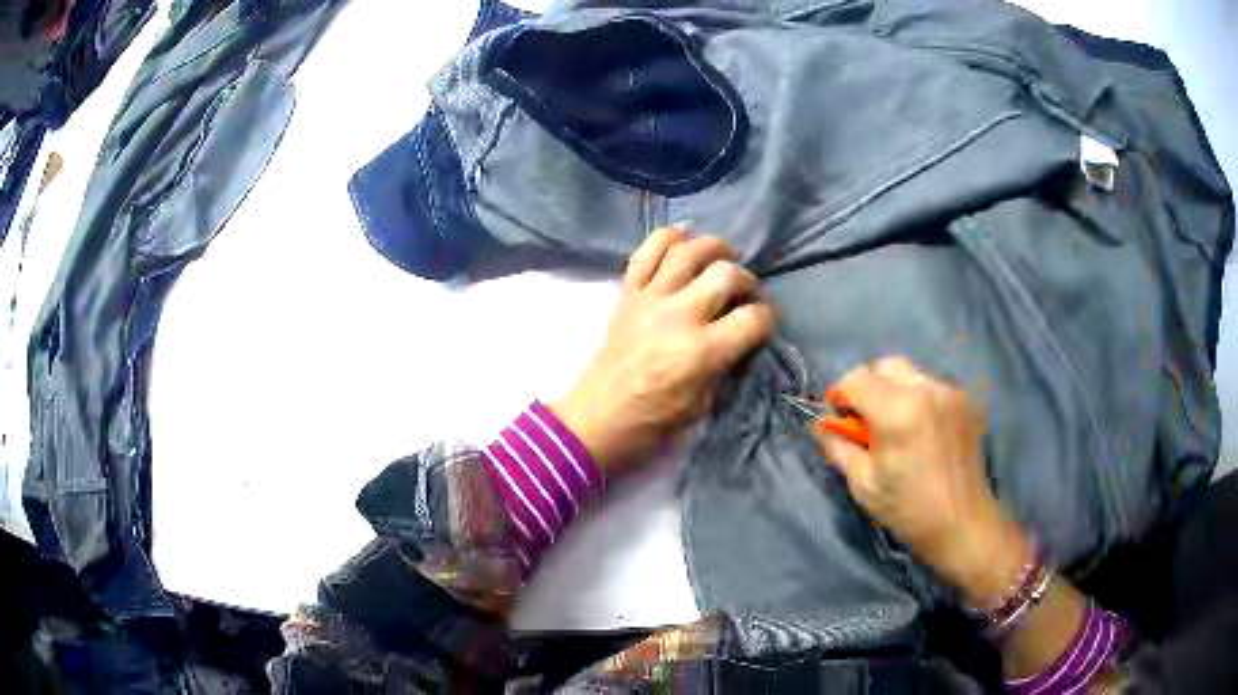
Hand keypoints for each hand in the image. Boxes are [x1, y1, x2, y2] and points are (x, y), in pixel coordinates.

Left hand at [552, 227, 775, 474]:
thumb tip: (741, 338)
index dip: (768, 318)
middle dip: (747, 280)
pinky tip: (684, 238)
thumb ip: (726, 364)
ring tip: (723, 257)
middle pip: (726, 274)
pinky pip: (646, 251)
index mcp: (702, 351)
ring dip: (714, 247)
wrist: (599, 416)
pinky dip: (668, 237)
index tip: (766, 321)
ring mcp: (650, 299)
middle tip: (746, 292)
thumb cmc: (654, 420)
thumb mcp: (704, 403)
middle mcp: (678, 315)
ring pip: (688, 251)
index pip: (753, 319)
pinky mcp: (628, 293)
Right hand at [813, 357, 1028, 604]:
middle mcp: (926, 390)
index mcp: (897, 411)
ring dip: (894, 391)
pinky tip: (921, 430)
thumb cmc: (908, 510)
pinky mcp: (966, 401)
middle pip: (885, 366)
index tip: (838, 419)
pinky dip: (918, 399)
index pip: (856, 379)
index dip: (840, 395)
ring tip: (897, 426)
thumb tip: (820, 426)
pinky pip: (932, 386)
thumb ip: (839, 447)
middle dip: (868, 387)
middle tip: (866, 421)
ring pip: (910, 373)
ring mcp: (950, 392)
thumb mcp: (863, 484)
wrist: (962, 524)